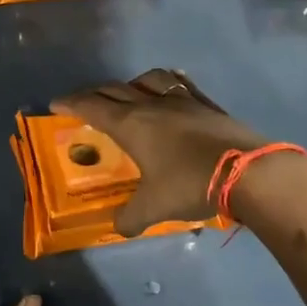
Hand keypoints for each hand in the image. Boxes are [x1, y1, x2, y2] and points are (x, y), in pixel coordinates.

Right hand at [51, 69, 292, 235]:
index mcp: (131, 125)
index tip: (55, 104)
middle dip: (94, 94)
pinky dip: (166, 84)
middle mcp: (152, 105)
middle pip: (115, 89)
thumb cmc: (191, 185)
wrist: (251, 172)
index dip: (71, 104)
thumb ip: (130, 218)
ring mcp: (183, 101)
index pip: (92, 107)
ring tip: (128, 94)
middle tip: (84, 103)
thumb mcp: (153, 208)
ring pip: (148, 80)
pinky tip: (170, 90)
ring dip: (130, 84)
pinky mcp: (208, 105)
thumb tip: (119, 226)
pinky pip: (180, 85)